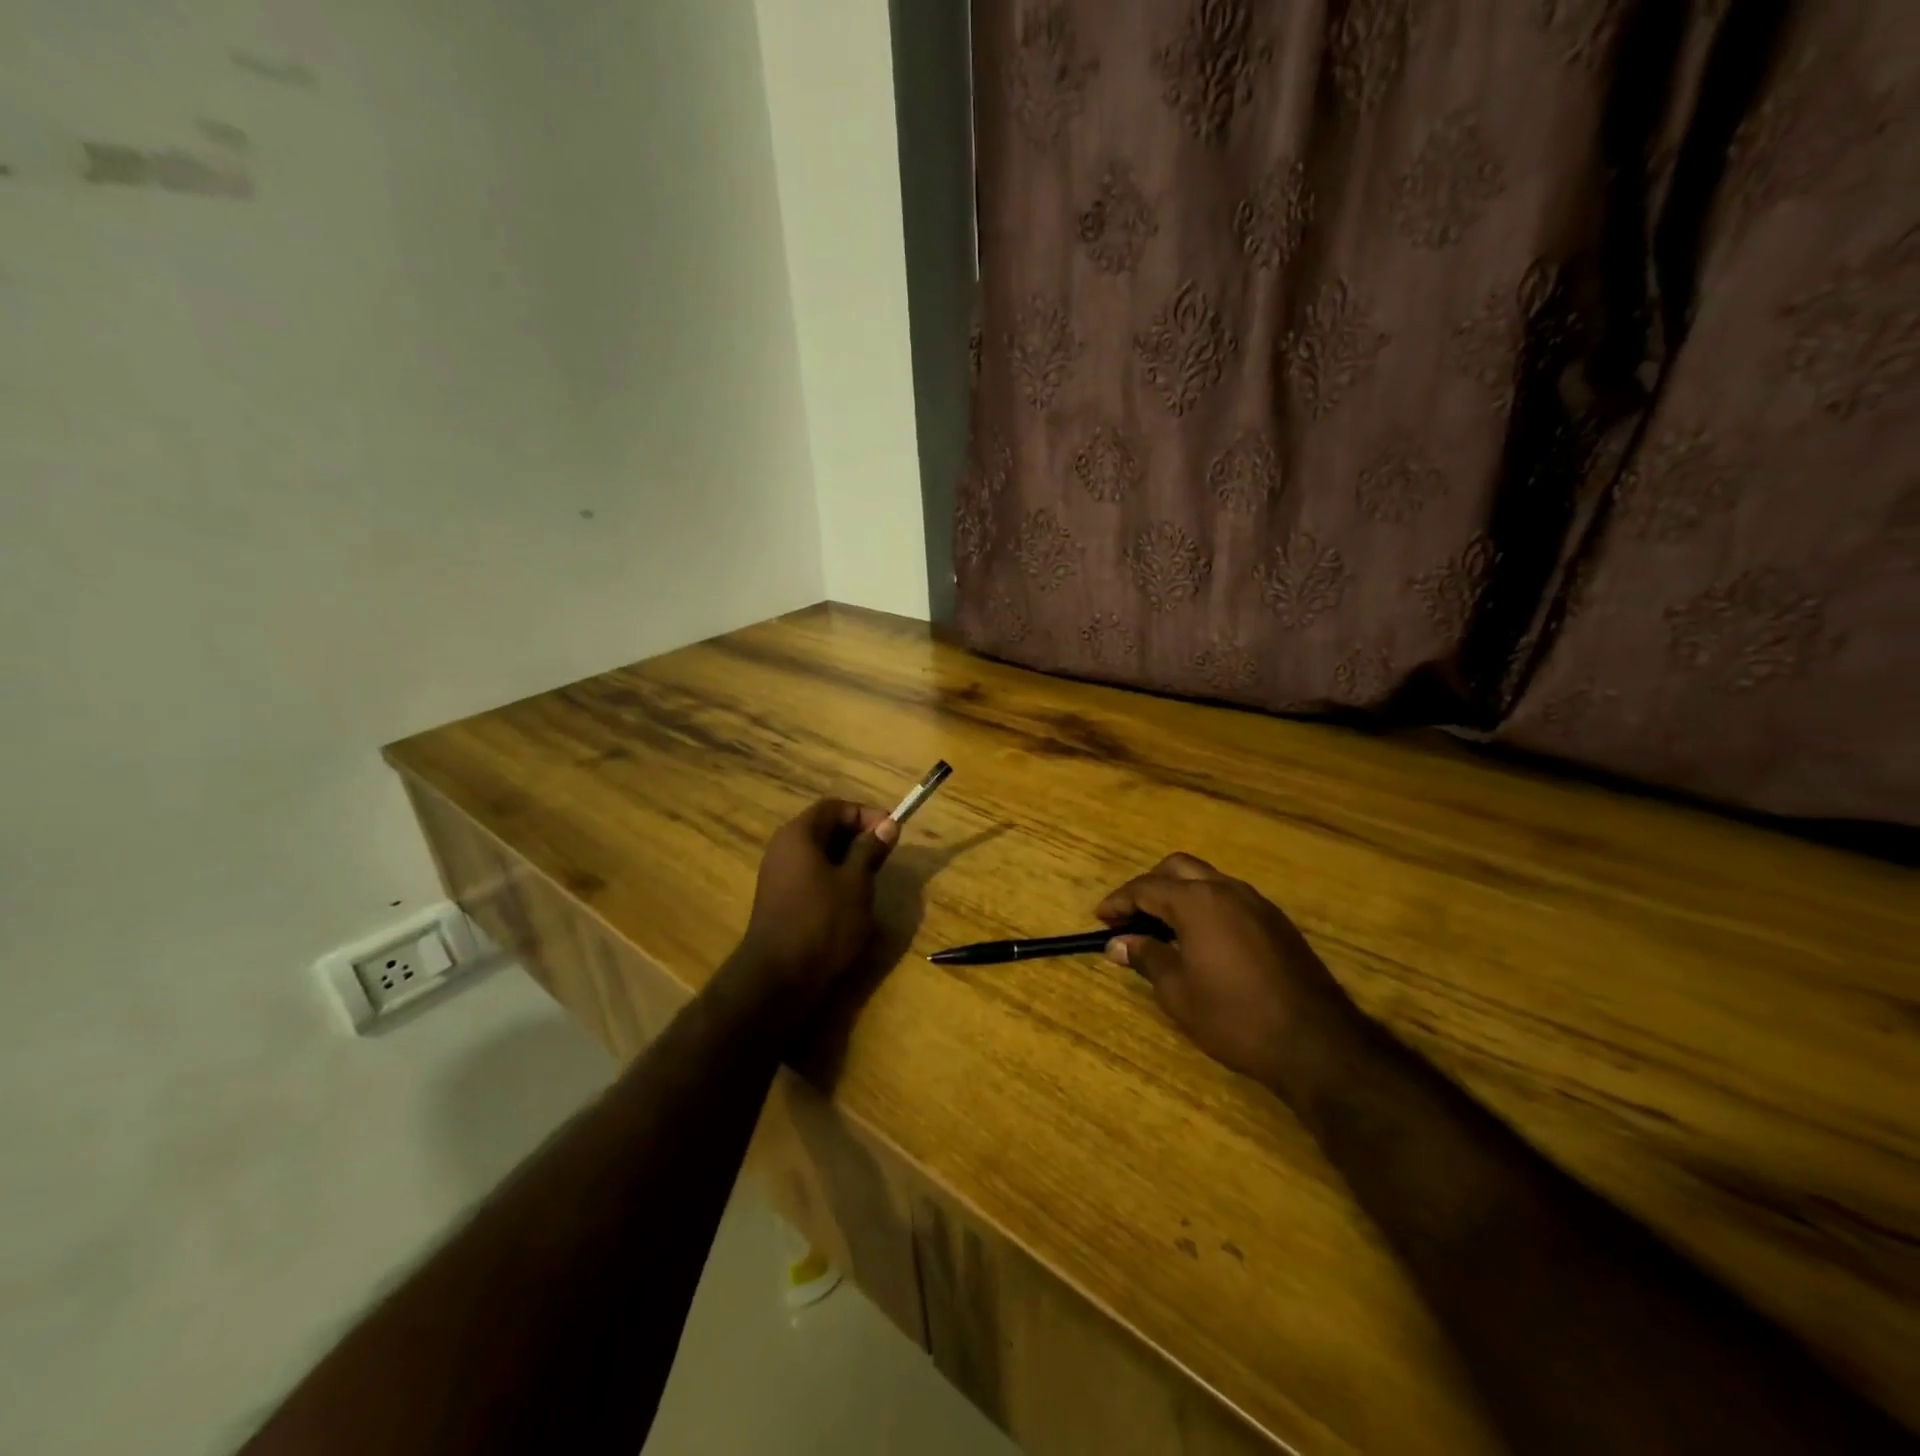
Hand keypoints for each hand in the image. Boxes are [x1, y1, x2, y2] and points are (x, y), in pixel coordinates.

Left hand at [735, 798, 897, 1012]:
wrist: (779, 978)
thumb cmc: (822, 922)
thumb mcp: (856, 883)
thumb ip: (870, 850)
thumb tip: (888, 825)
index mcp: (798, 835)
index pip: (834, 807)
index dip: (865, 814)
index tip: (892, 831)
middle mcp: (783, 849)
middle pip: (824, 828)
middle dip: (858, 837)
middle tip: (885, 855)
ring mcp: (778, 876)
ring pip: (819, 855)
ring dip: (848, 861)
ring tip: (872, 879)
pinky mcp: (780, 901)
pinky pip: (811, 877)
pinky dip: (834, 880)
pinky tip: (851, 901)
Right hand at [1097, 853, 1357, 1095]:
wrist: (1315, 1043)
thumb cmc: (1234, 1017)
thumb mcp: (1178, 992)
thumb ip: (1146, 957)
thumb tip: (1118, 943)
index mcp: (1197, 902)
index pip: (1146, 888)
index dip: (1119, 902)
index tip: (1101, 919)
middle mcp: (1226, 890)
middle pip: (1178, 868)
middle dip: (1149, 885)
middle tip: (1131, 915)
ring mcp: (1257, 903)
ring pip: (1207, 879)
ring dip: (1179, 893)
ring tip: (1162, 926)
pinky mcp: (1277, 922)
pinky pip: (1230, 897)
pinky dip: (1206, 905)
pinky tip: (1201, 938)